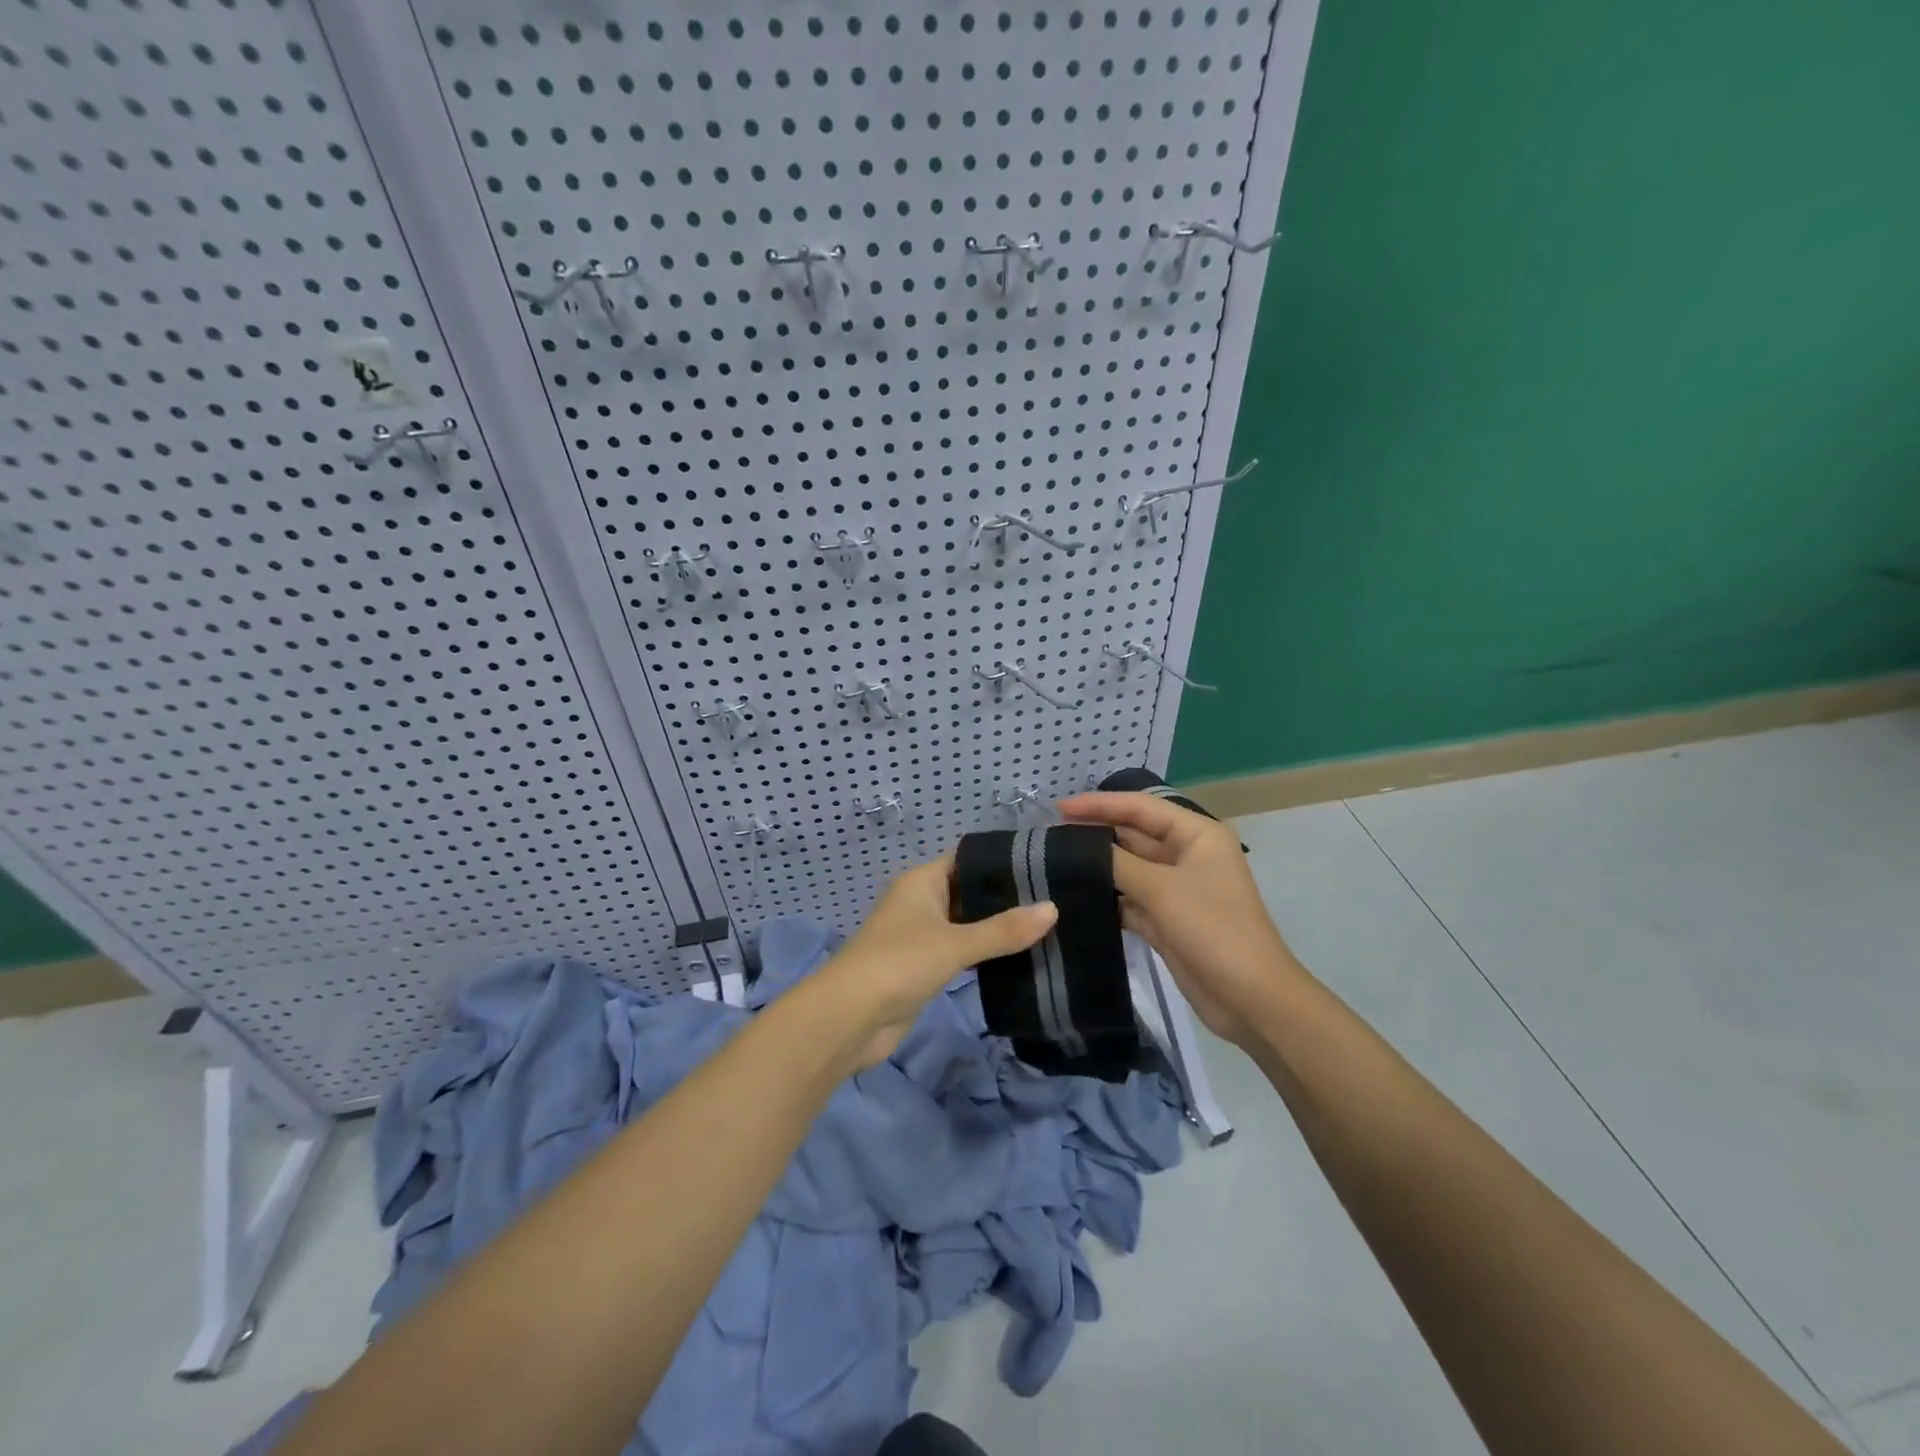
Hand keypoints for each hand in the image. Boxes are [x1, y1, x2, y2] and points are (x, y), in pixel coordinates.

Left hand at [817, 854, 1057, 1069]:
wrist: (849, 1019)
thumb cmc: (899, 964)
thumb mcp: (955, 944)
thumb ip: (1003, 929)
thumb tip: (1053, 909)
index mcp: (923, 881)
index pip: (968, 859)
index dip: (1002, 860)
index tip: (1044, 864)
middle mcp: (921, 902)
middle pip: (969, 891)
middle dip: (1006, 898)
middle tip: (1056, 898)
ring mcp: (921, 936)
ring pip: (967, 924)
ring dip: (997, 928)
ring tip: (1047, 927)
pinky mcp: (924, 967)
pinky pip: (961, 952)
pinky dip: (984, 953)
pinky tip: (1019, 957)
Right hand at [1057, 791, 1298, 1047]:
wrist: (1252, 999)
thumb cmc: (1213, 930)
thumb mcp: (1162, 889)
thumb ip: (1117, 863)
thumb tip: (1078, 847)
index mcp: (1196, 835)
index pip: (1140, 807)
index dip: (1099, 804)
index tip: (1058, 808)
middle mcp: (1186, 855)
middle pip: (1133, 835)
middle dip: (1095, 834)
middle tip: (1048, 837)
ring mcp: (1176, 889)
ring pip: (1129, 868)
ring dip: (1098, 866)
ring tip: (1053, 863)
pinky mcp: (1166, 920)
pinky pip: (1130, 898)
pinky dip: (1106, 897)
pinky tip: (1074, 896)